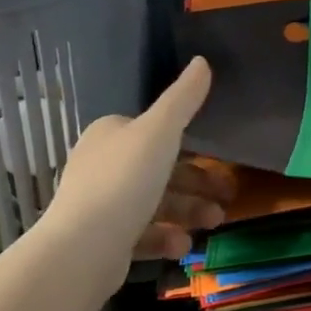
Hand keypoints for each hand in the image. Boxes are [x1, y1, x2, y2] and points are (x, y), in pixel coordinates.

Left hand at [44, 59, 226, 279]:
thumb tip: (202, 61)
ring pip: (155, 203)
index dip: (192, 144)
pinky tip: (184, 246)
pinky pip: (143, 234)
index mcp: (111, 134)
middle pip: (161, 170)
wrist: (82, 249)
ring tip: (215, 222)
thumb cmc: (124, 181)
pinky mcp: (103, 240)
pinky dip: (166, 238)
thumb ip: (183, 99)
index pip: (156, 132)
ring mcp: (101, 205)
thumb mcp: (160, 132)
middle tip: (228, 197)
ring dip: (189, 211)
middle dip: (198, 184)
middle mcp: (103, 165)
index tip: (220, 159)